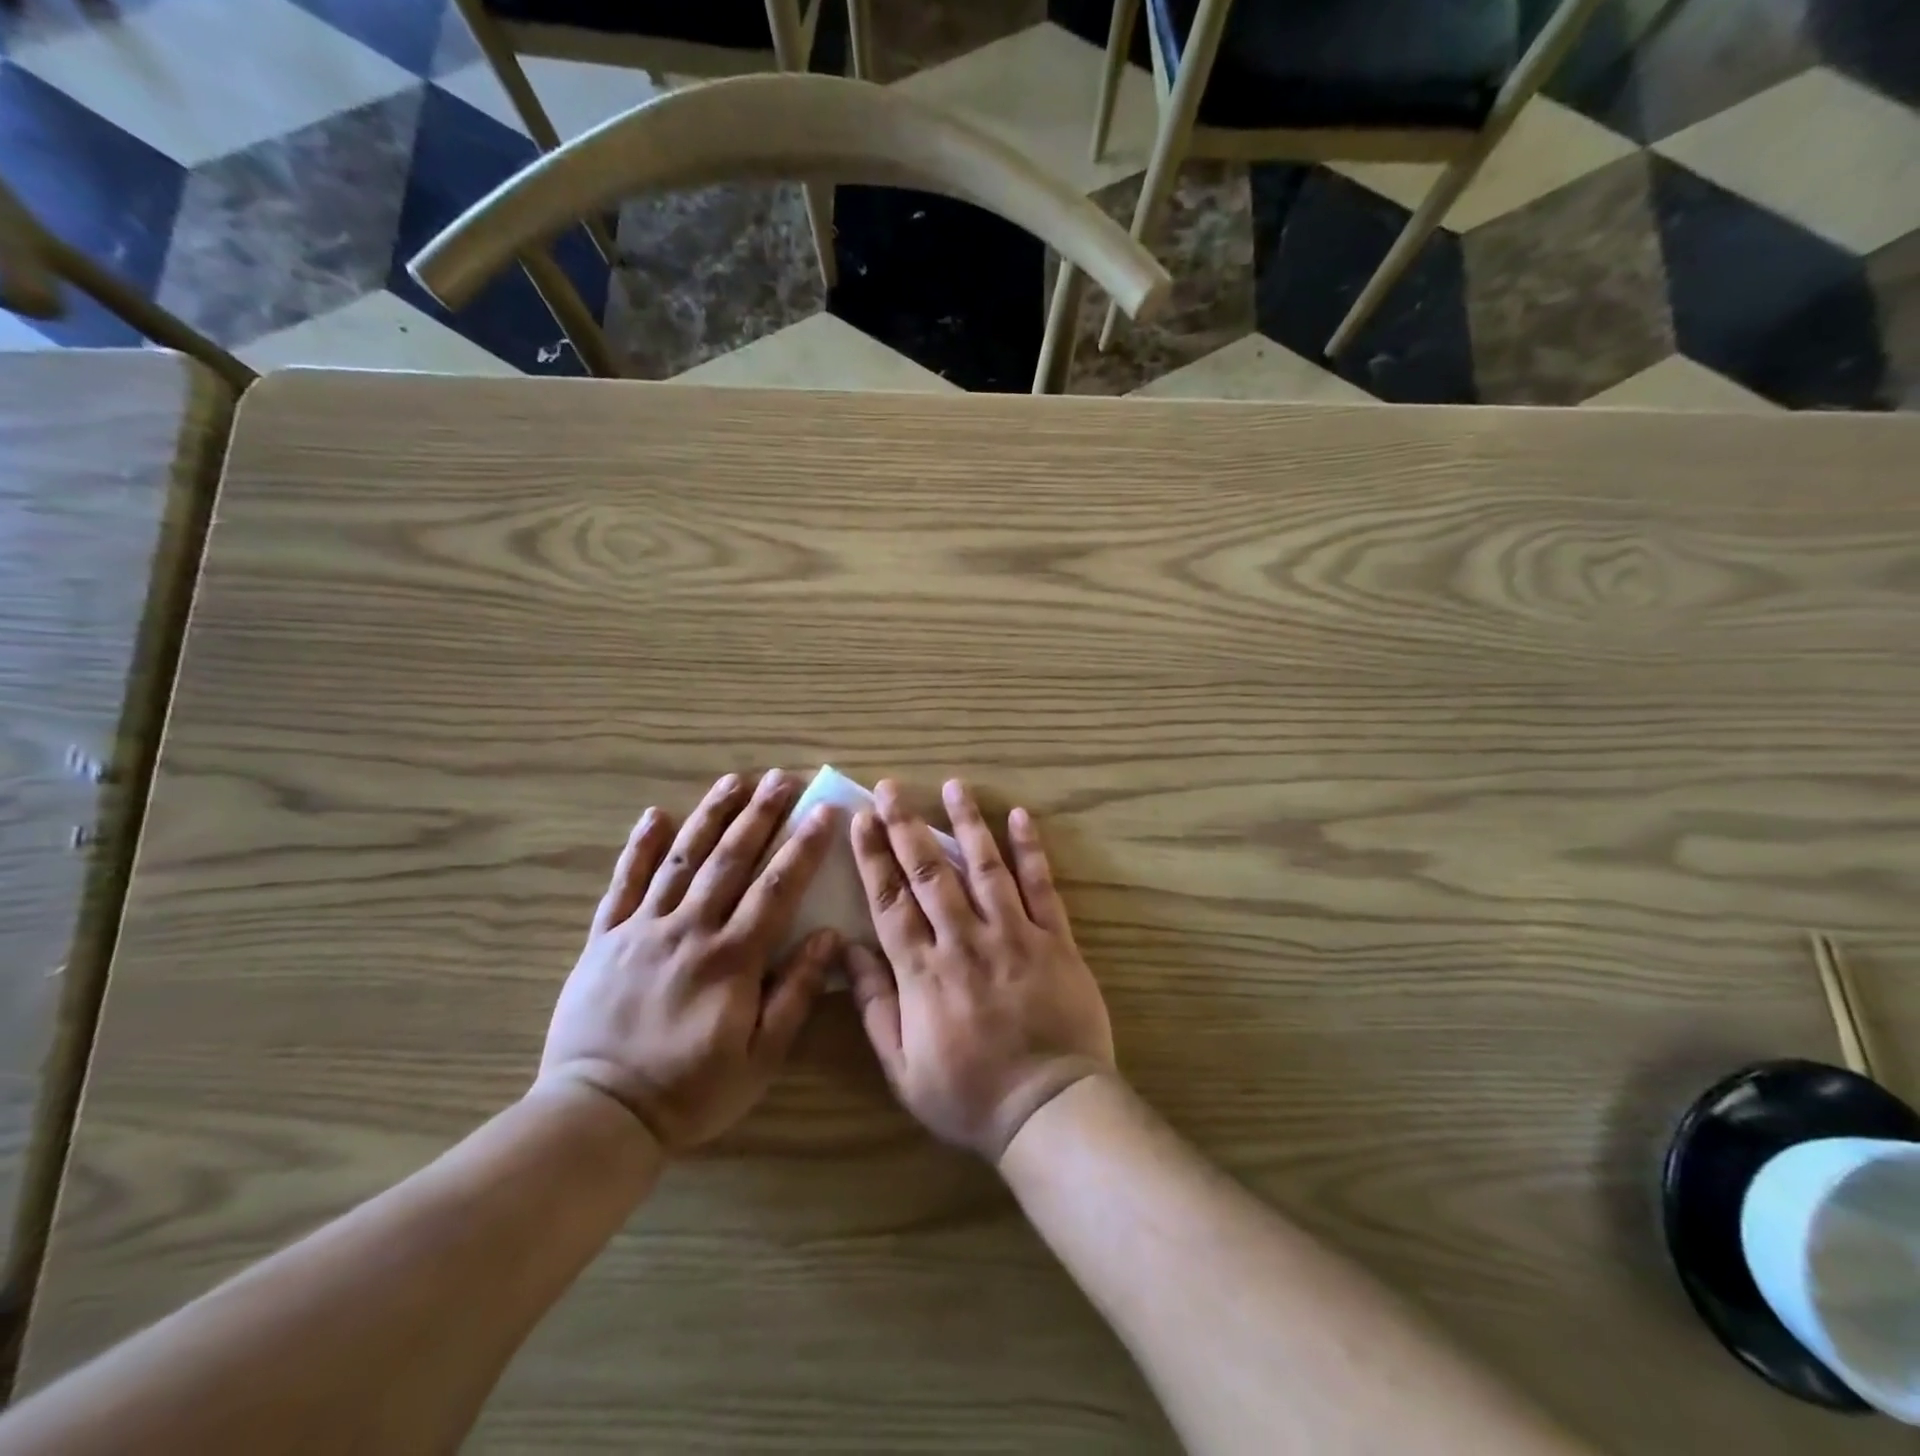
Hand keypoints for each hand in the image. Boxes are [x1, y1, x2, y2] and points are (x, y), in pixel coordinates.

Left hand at [537, 770, 840, 1151]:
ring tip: (734, 780)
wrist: (598, 1114)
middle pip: (730, 860)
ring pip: (681, 860)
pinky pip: (623, 884)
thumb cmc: (691, 1090)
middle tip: (782, 779)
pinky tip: (655, 815)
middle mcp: (689, 930)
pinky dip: (639, 848)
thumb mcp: (760, 1057)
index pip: (776, 888)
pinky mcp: (604, 938)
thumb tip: (827, 936)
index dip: (803, 847)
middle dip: (760, 815)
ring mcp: (642, 929)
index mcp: (731, 958)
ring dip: (710, 816)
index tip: (824, 812)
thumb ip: (795, 993)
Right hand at [845, 779, 1114, 1160]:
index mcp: (923, 972)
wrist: (1049, 1110)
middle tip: (891, 788)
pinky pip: (1042, 887)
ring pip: (985, 867)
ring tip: (953, 786)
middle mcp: (965, 941)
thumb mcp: (902, 1068)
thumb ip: (875, 1006)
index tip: (861, 821)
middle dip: (906, 826)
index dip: (873, 857)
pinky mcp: (1055, 940)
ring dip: (966, 824)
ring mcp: (1014, 936)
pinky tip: (1020, 817)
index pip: (890, 901)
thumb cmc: (969, 1096)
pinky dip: (1030, 851)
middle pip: (929, 873)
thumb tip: (847, 953)